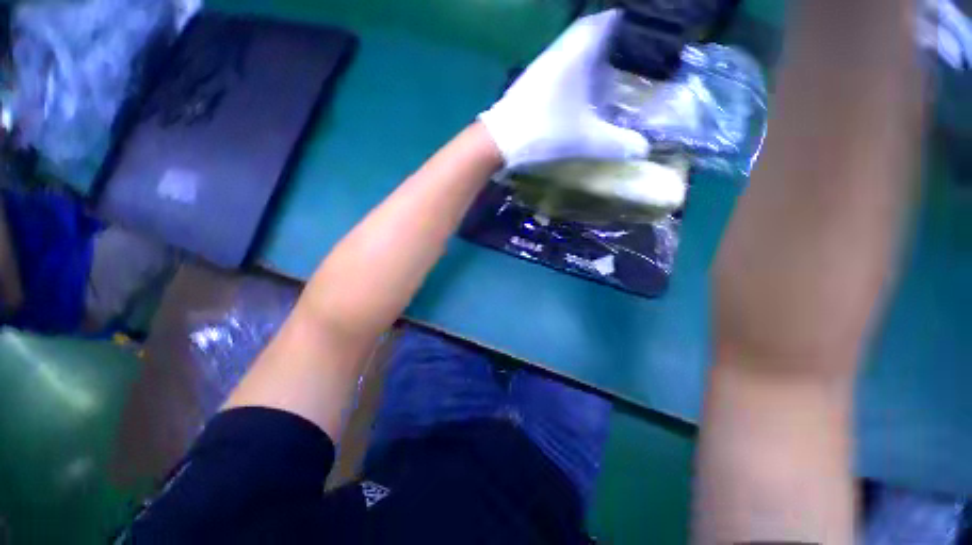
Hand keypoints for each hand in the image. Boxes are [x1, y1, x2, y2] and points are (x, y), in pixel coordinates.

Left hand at [479, 10, 648, 169]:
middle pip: (590, 32)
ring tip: (613, 67)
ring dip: (592, 54)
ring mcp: (542, 65)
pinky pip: (561, 64)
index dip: (623, 22)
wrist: (499, 140)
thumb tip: (643, 149)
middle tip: (632, 52)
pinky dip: (576, 68)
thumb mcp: (583, 139)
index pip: (604, 21)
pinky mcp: (532, 81)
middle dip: (611, 39)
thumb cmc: (543, 131)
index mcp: (576, 52)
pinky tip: (582, 85)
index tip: (641, 31)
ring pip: (573, 48)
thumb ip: (614, 143)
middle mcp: (559, 51)